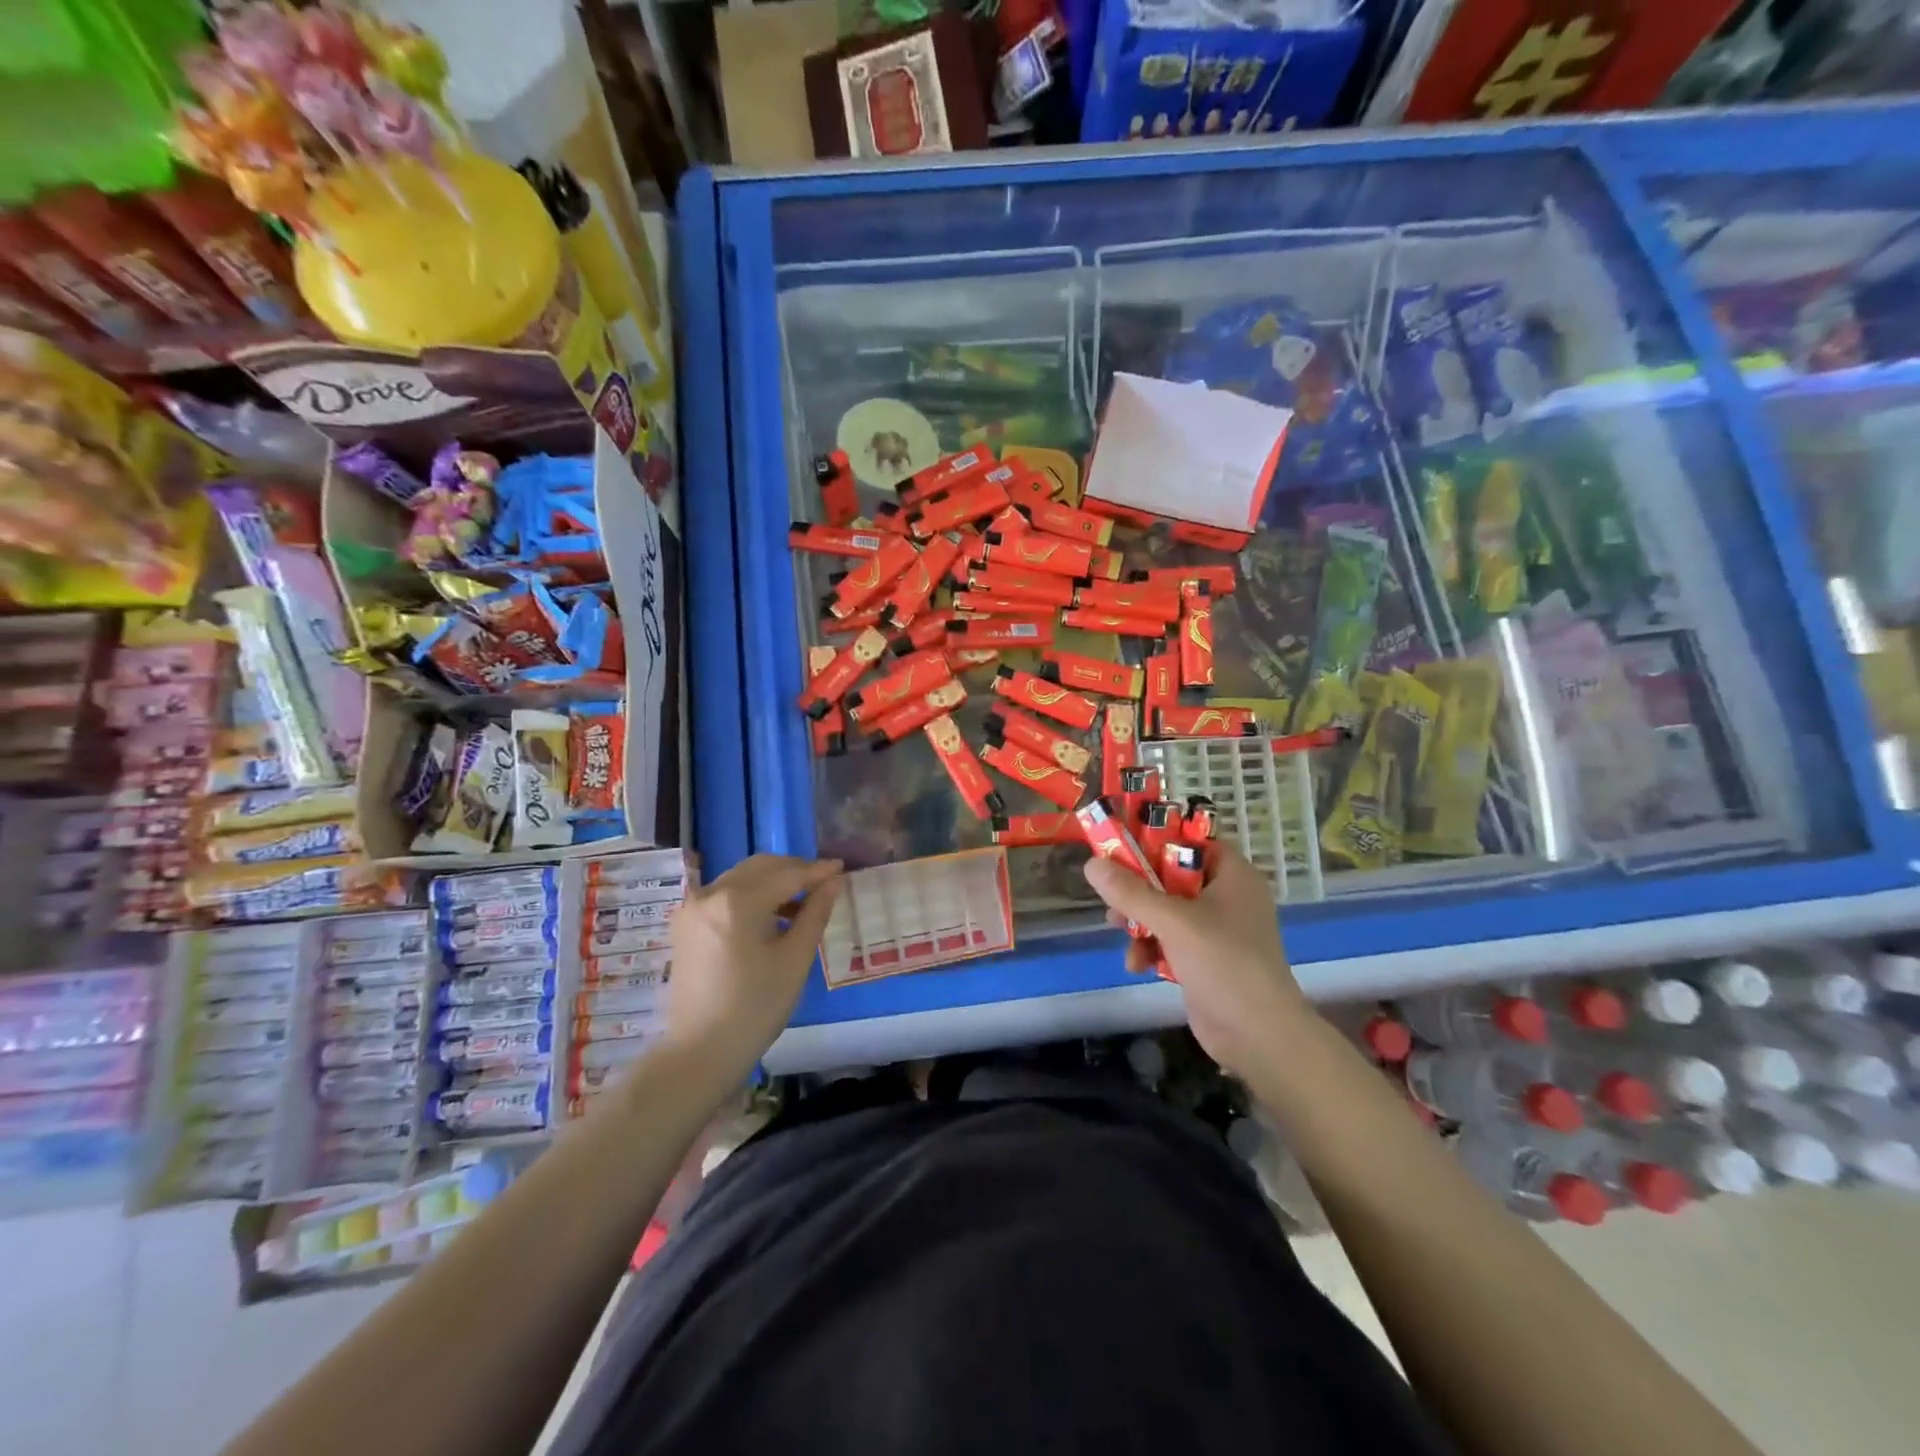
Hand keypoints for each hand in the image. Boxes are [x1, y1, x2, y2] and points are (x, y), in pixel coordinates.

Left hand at [664, 855, 843, 1085]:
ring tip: (802, 903)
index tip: (842, 868)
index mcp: (737, 901)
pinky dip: (751, 895)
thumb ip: (815, 913)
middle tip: (824, 883)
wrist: (701, 1052)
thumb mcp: (795, 959)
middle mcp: (710, 893)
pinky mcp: (686, 924)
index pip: (787, 874)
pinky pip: (725, 894)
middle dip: (794, 870)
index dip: (817, 871)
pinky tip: (771, 916)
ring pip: (741, 877)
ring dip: (773, 882)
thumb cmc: (756, 1007)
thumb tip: (834, 882)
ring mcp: (693, 908)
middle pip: (761, 867)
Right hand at [1082, 844, 1314, 1080]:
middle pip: (1172, 876)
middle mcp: (1227, 897)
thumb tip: (1091, 863)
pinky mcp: (1205, 959)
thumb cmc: (1224, 963)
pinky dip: (1152, 947)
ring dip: (1139, 920)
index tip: (1119, 845)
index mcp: (1232, 875)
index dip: (1156, 839)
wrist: (1259, 1036)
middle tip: (1112, 893)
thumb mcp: (1173, 921)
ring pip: (1166, 909)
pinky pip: (1170, 940)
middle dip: (1138, 887)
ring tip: (1118, 929)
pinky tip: (1137, 964)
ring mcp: (1217, 930)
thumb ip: (1131, 892)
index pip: (1192, 841)